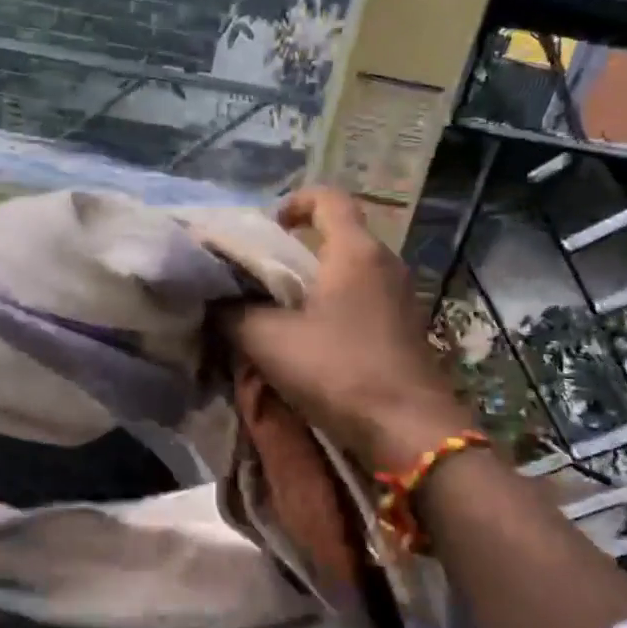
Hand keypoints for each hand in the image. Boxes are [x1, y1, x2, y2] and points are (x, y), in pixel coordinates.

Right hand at [224, 188, 465, 467]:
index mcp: (355, 251)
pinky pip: (364, 299)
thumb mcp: (268, 340)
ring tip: (281, 311)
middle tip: (262, 275)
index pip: (328, 197)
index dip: (294, 201)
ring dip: (317, 282)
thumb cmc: (338, 369)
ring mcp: (402, 296)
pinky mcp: (406, 328)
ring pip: (351, 270)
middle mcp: (385, 262)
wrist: (409, 430)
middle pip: (339, 235)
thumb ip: (234, 313)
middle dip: (298, 248)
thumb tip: (217, 302)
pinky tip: (313, 340)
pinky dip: (336, 306)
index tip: (268, 226)